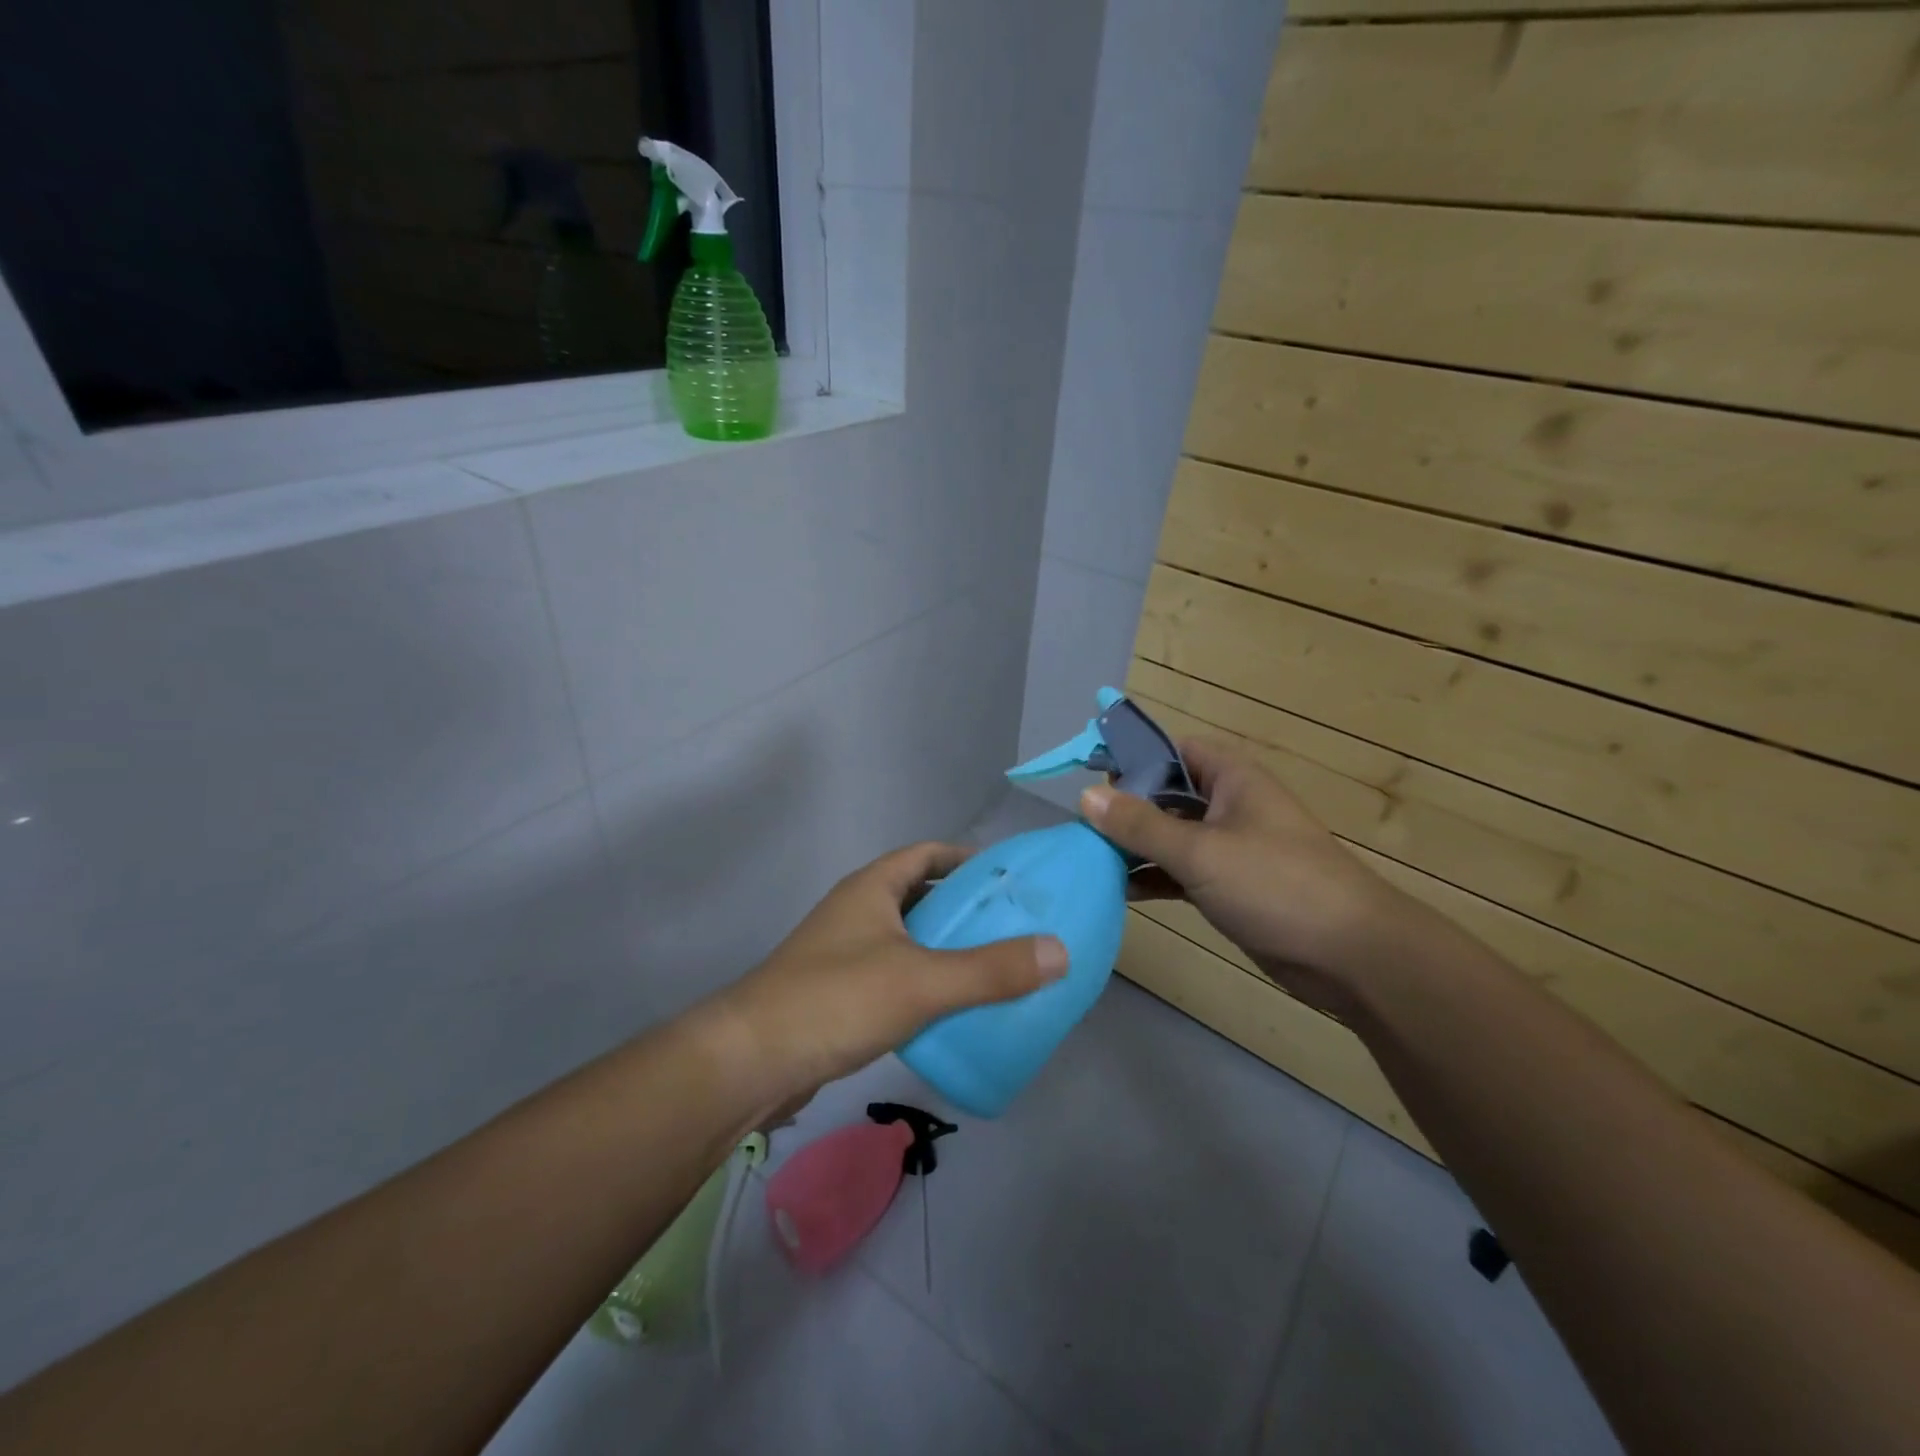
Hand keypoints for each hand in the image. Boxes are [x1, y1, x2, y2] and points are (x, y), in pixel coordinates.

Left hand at [709, 841, 1067, 1101]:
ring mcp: (842, 953)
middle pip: (918, 896)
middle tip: (1011, 926)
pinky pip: (892, 975)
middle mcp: (856, 911)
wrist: (750, 1061)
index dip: (964, 859)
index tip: (1007, 877)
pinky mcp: (836, 995)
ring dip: (943, 948)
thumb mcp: (922, 981)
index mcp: (872, 888)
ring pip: (905, 939)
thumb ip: (991, 970)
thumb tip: (1060, 951)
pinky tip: (948, 1009)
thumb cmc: (836, 1000)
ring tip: (992, 967)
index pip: (925, 854)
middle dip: (962, 907)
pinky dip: (922, 982)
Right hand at [1081, 738, 1413, 1015]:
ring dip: (1135, 847)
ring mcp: (1230, 848)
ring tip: (1090, 859)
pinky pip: (1181, 872)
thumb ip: (1140, 824)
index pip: (1173, 751)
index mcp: (1231, 779)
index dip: (1134, 758)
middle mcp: (1229, 806)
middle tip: (1082, 826)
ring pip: (1171, 836)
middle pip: (1166, 795)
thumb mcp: (1200, 851)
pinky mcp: (1230, 887)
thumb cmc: (1275, 885)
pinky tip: (1119, 891)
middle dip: (1126, 808)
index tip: (1091, 777)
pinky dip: (1153, 877)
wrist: (1351, 955)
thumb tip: (1085, 796)